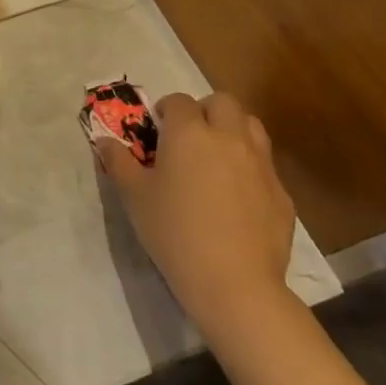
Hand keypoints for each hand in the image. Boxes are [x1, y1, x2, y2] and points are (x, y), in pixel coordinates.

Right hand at [97, 91, 294, 336]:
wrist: (234, 283)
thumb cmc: (174, 231)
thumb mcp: (134, 195)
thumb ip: (118, 162)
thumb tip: (103, 141)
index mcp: (189, 133)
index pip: (179, 101)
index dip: (166, 111)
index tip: (156, 131)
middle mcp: (228, 138)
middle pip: (222, 102)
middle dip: (205, 111)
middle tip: (188, 138)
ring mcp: (261, 164)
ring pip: (251, 126)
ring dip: (232, 131)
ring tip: (215, 158)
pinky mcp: (282, 193)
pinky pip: (265, 165)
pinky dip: (249, 168)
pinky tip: (236, 198)